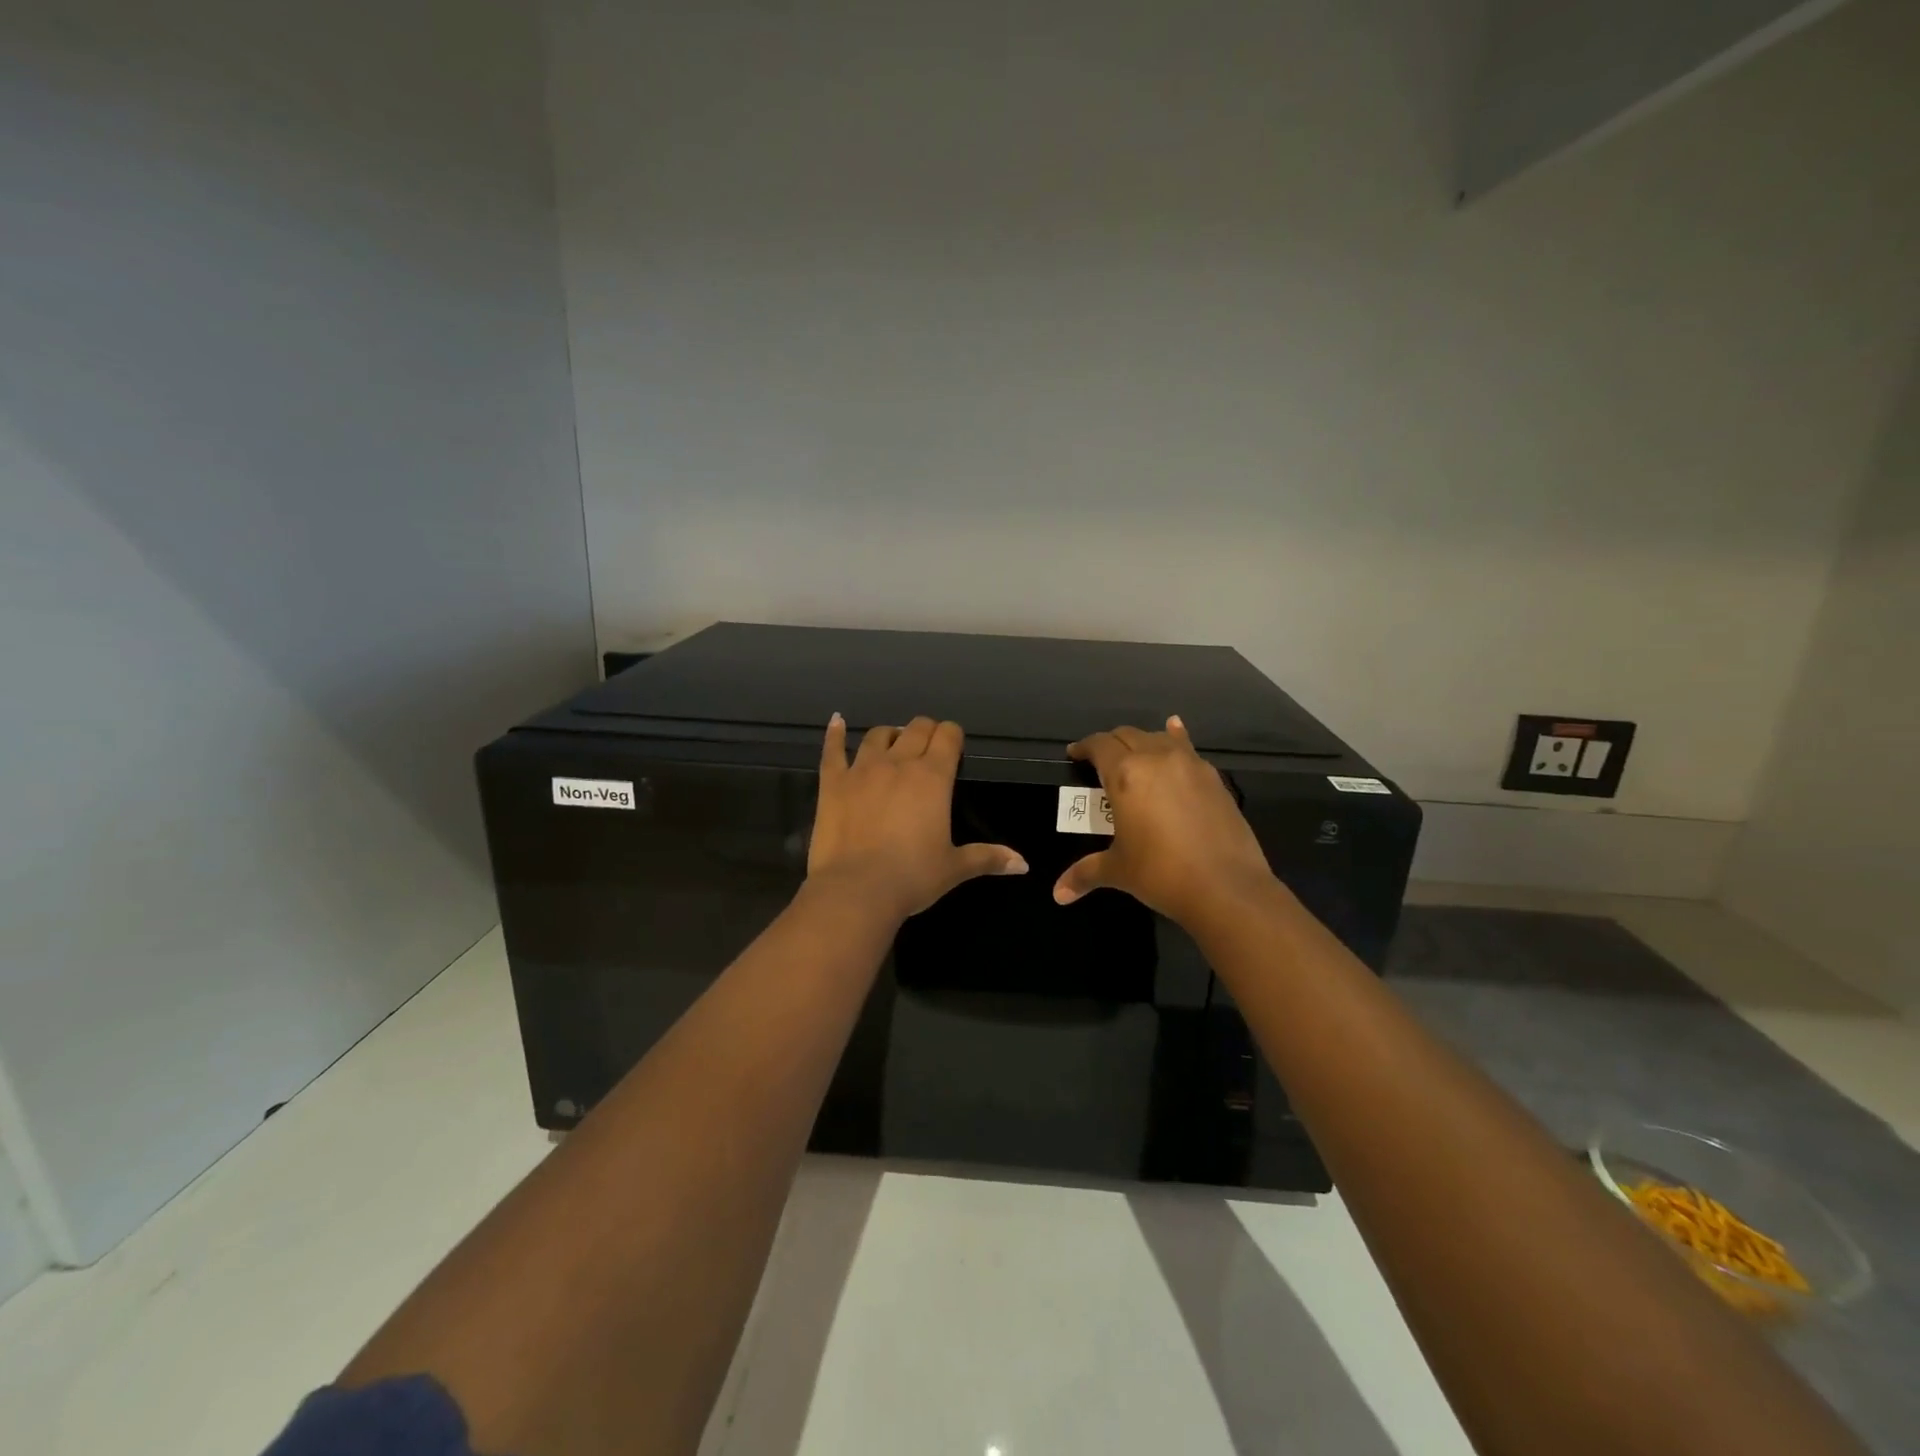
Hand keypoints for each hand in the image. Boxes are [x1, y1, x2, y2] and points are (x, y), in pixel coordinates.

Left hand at [808, 714, 1027, 921]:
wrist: (856, 890)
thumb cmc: (912, 877)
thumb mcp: (954, 868)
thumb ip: (988, 858)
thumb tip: (1023, 863)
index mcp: (933, 777)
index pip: (948, 736)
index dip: (953, 736)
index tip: (954, 747)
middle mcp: (899, 763)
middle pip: (916, 728)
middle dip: (926, 732)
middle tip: (928, 748)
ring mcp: (862, 769)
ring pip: (878, 735)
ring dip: (891, 734)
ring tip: (894, 743)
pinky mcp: (833, 783)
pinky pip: (833, 749)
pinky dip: (835, 733)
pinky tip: (837, 721)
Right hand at [1053, 716, 1276, 926]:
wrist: (1226, 887)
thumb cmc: (1161, 874)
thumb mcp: (1118, 871)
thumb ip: (1085, 874)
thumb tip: (1057, 895)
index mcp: (1125, 775)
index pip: (1100, 746)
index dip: (1084, 747)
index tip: (1075, 754)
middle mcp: (1157, 759)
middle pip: (1128, 735)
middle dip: (1111, 744)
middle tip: (1101, 761)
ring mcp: (1190, 765)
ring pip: (1159, 738)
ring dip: (1143, 741)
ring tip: (1135, 752)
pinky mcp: (1214, 778)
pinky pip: (1188, 748)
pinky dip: (1176, 739)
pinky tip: (1176, 733)